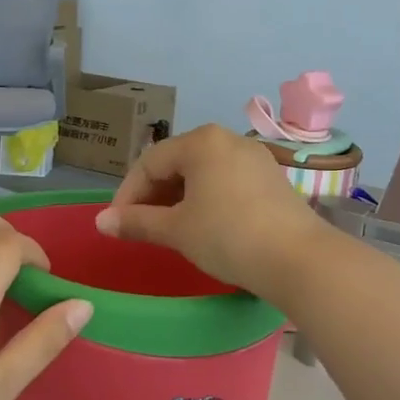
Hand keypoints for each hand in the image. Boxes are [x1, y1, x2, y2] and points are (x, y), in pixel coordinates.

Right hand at [95, 124, 324, 299]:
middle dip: (153, 195)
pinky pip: (226, 182)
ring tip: (168, 229)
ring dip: (178, 199)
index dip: (127, 194)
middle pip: (176, 163)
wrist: (299, 260)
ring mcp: (254, 158)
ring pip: (202, 173)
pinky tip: (203, 226)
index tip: (117, 224)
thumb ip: (136, 222)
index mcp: (201, 142)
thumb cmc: (228, 237)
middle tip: (140, 227)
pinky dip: (206, 200)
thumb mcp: (176, 230)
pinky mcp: (271, 179)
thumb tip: (100, 222)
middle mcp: (228, 139)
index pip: (149, 163)